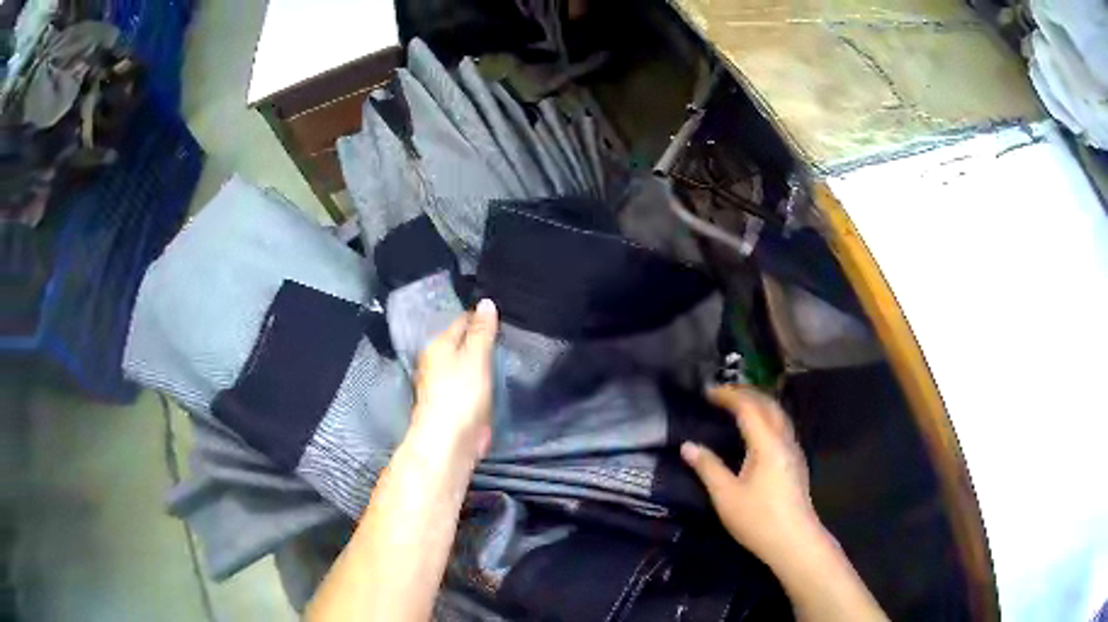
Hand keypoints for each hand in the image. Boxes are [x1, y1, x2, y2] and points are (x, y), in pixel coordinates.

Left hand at [411, 299, 498, 461]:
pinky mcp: (455, 404)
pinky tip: (500, 379)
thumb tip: (486, 302)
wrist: (449, 442)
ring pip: (468, 364)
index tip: (507, 315)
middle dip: (484, 339)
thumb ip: (482, 331)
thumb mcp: (475, 357)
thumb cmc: (460, 395)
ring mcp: (445, 385)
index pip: (463, 321)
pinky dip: (484, 380)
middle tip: (514, 334)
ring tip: (511, 352)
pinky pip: (472, 384)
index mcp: (439, 345)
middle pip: (464, 343)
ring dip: (485, 360)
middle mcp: (438, 362)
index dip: (483, 317)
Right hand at [681, 385, 823, 567]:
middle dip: (745, 393)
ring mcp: (793, 450)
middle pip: (768, 404)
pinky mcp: (796, 462)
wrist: (794, 541)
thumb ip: (707, 467)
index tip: (707, 392)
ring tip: (737, 406)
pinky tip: (756, 431)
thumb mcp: (725, 495)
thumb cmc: (758, 519)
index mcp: (767, 443)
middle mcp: (784, 440)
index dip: (728, 395)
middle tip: (721, 394)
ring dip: (758, 403)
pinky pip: (781, 426)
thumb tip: (688, 446)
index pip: (748, 407)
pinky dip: (766, 417)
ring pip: (778, 414)